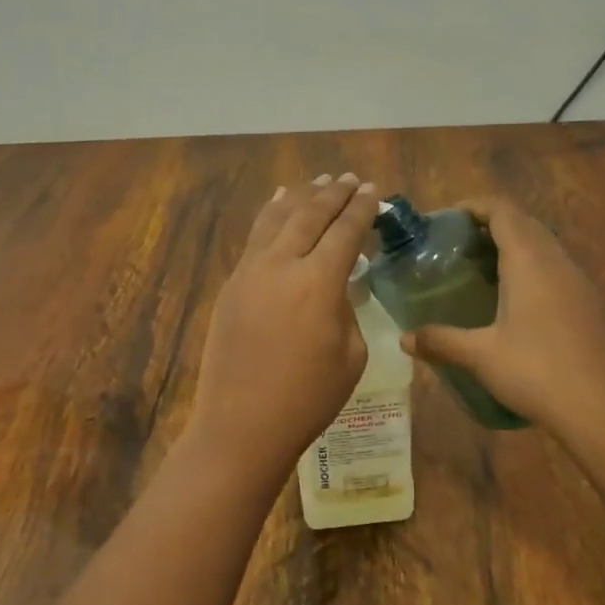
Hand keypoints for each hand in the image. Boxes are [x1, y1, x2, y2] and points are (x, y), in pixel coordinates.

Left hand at [188, 174, 379, 476]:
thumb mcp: (350, 355)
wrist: (242, 424)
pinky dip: (270, 215)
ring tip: (317, 181)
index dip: (361, 209)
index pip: (345, 232)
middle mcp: (281, 265)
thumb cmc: (308, 399)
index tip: (372, 190)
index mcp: (318, 283)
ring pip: (277, 218)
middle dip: (333, 194)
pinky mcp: (232, 284)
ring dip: (300, 196)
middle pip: (310, 215)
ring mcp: (250, 271)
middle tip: (349, 180)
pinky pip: (254, 237)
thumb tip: (337, 285)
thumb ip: (347, 309)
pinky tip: (278, 205)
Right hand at [400, 196, 604, 437]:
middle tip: (457, 246)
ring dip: (513, 247)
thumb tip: (403, 339)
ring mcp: (580, 283)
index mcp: (530, 261)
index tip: (446, 220)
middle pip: (524, 223)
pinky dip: (531, 270)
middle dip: (490, 225)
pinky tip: (514, 303)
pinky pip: (556, 270)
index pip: (502, 210)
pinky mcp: (591, 306)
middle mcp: (558, 262)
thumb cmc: (539, 372)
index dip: (474, 206)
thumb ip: (441, 341)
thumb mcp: (481, 356)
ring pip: (544, 247)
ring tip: (480, 271)